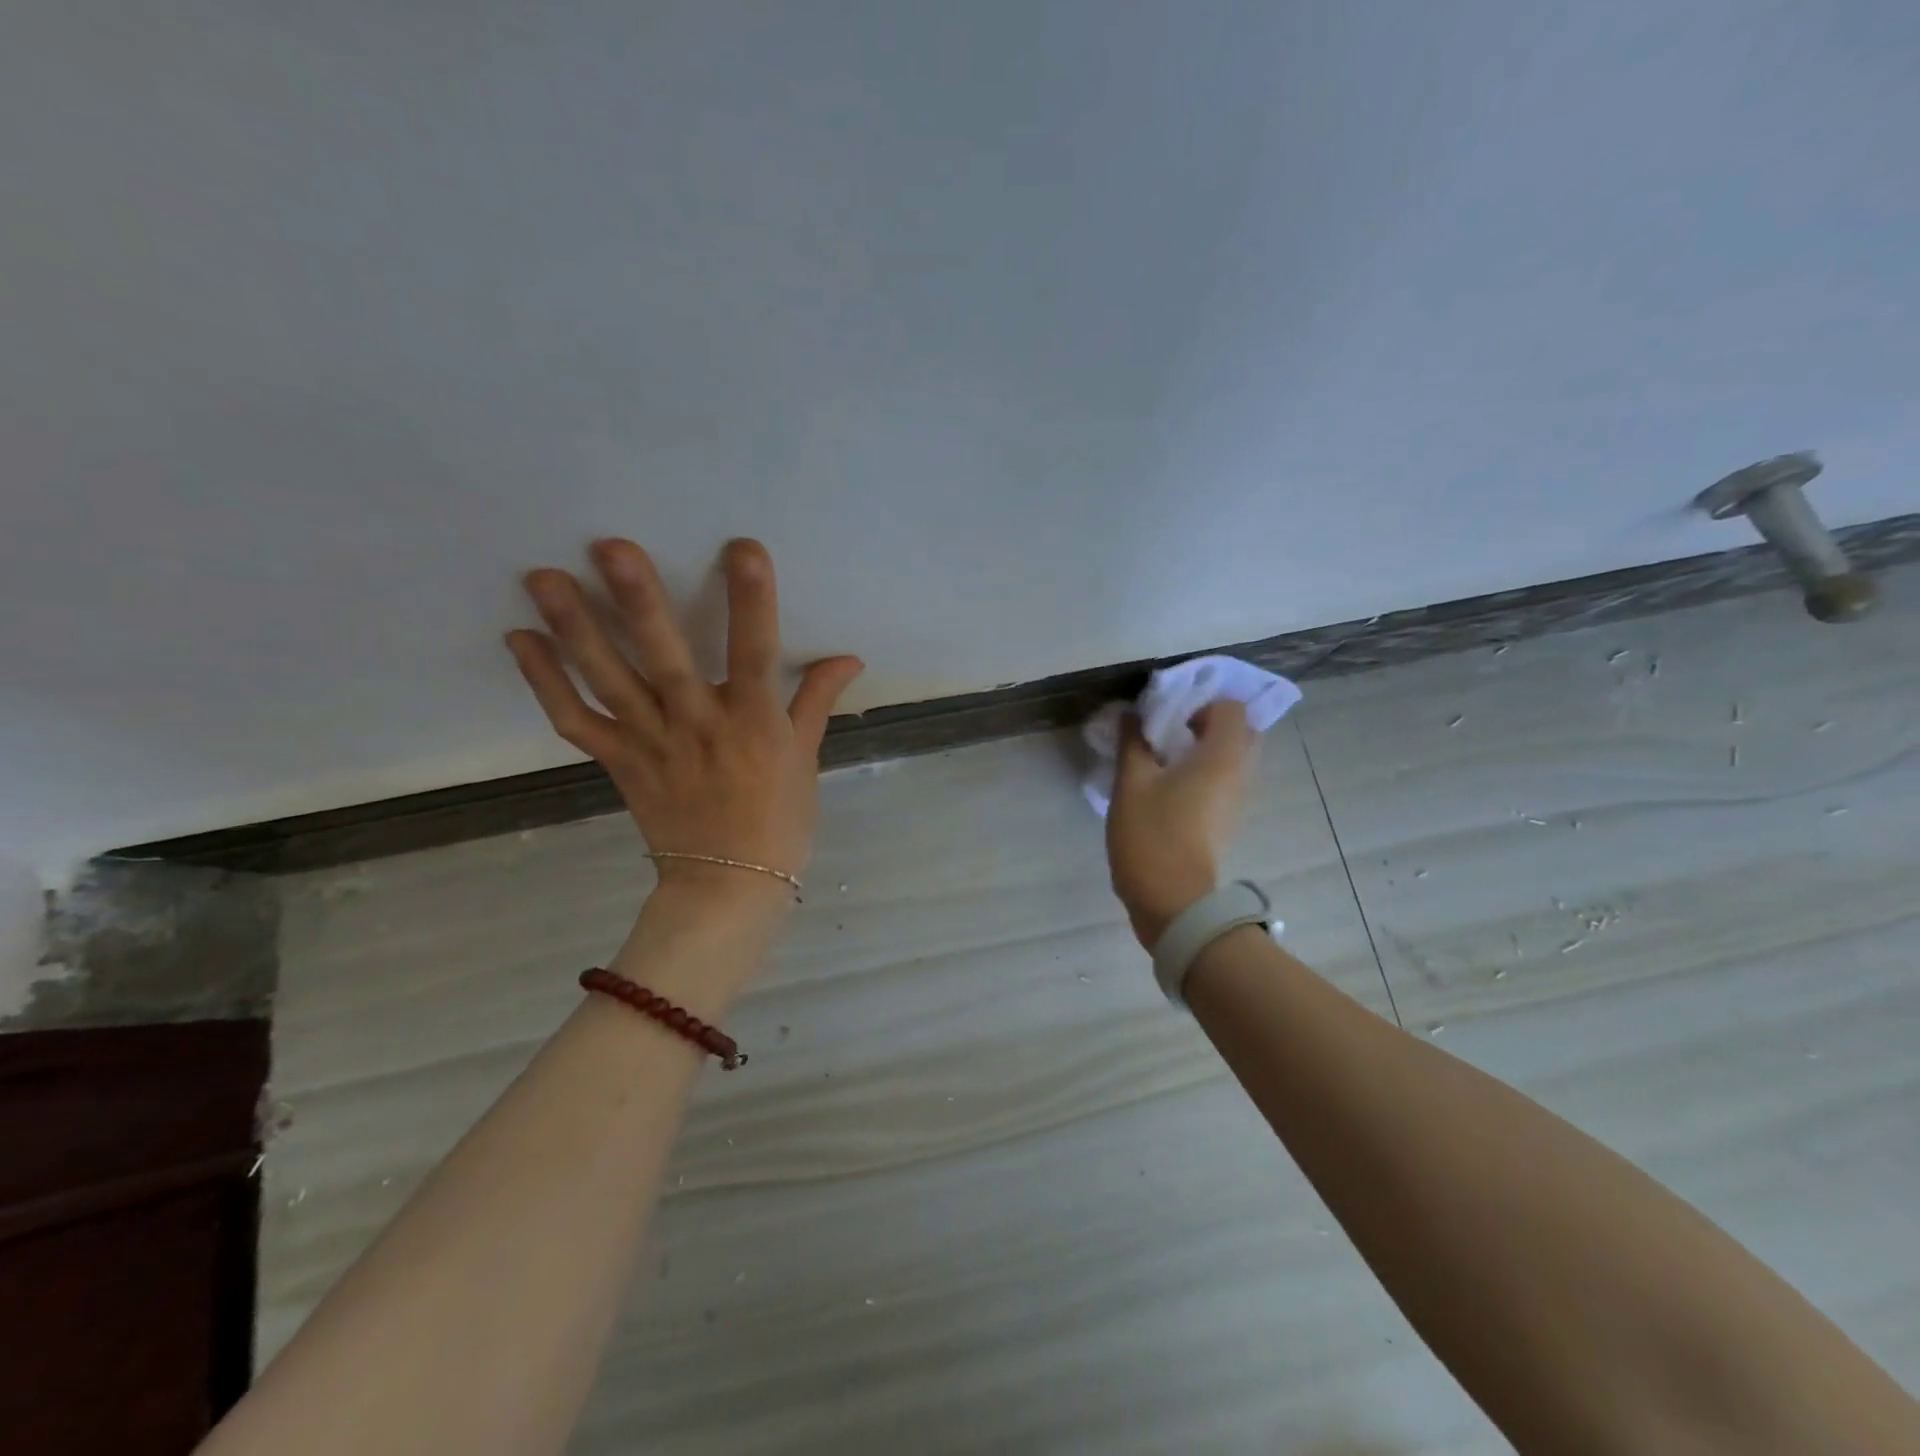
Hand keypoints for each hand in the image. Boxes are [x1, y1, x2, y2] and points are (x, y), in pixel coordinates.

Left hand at [506, 537, 862, 920]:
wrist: (728, 887)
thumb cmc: (778, 823)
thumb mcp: (805, 759)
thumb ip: (816, 701)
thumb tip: (850, 658)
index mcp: (755, 725)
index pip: (756, 653)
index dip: (752, 601)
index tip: (743, 548)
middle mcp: (699, 727)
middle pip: (666, 659)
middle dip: (640, 602)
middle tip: (608, 547)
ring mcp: (652, 745)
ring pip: (610, 682)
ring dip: (575, 630)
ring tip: (543, 578)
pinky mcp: (619, 763)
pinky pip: (575, 721)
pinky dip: (545, 682)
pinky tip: (521, 639)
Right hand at [1106, 700, 1258, 947]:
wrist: (1172, 899)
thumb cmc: (1152, 834)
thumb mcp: (1131, 783)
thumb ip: (1133, 742)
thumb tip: (1133, 714)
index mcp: (1222, 755)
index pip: (1231, 707)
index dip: (1200, 704)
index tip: (1167, 719)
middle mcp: (1240, 772)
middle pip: (1238, 731)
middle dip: (1206, 724)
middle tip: (1168, 734)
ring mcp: (1237, 799)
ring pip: (1232, 758)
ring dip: (1204, 750)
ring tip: (1163, 760)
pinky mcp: (1227, 819)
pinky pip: (1224, 780)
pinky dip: (1204, 773)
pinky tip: (1168, 787)